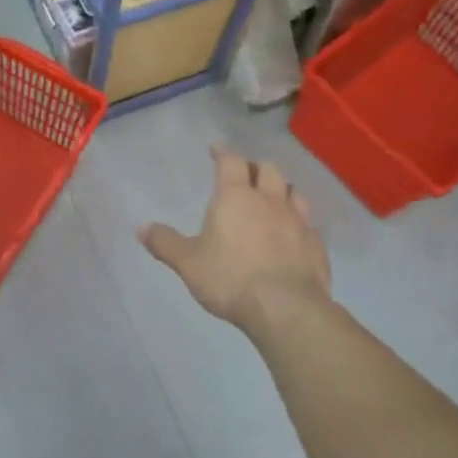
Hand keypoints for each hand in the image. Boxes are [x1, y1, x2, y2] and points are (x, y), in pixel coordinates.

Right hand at [141, 147, 331, 332]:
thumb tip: (140, 227)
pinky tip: (292, 237)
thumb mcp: (188, 263)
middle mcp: (270, 201)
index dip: (223, 152)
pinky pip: (308, 225)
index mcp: (235, 197)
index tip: (217, 149)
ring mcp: (298, 221)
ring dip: (282, 191)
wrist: (286, 308)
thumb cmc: (230, 278)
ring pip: (294, 193)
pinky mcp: (317, 245)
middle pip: (269, 169)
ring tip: (273, 200)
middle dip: (256, 168)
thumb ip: (165, 243)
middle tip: (246, 175)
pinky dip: (299, 224)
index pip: (231, 161)